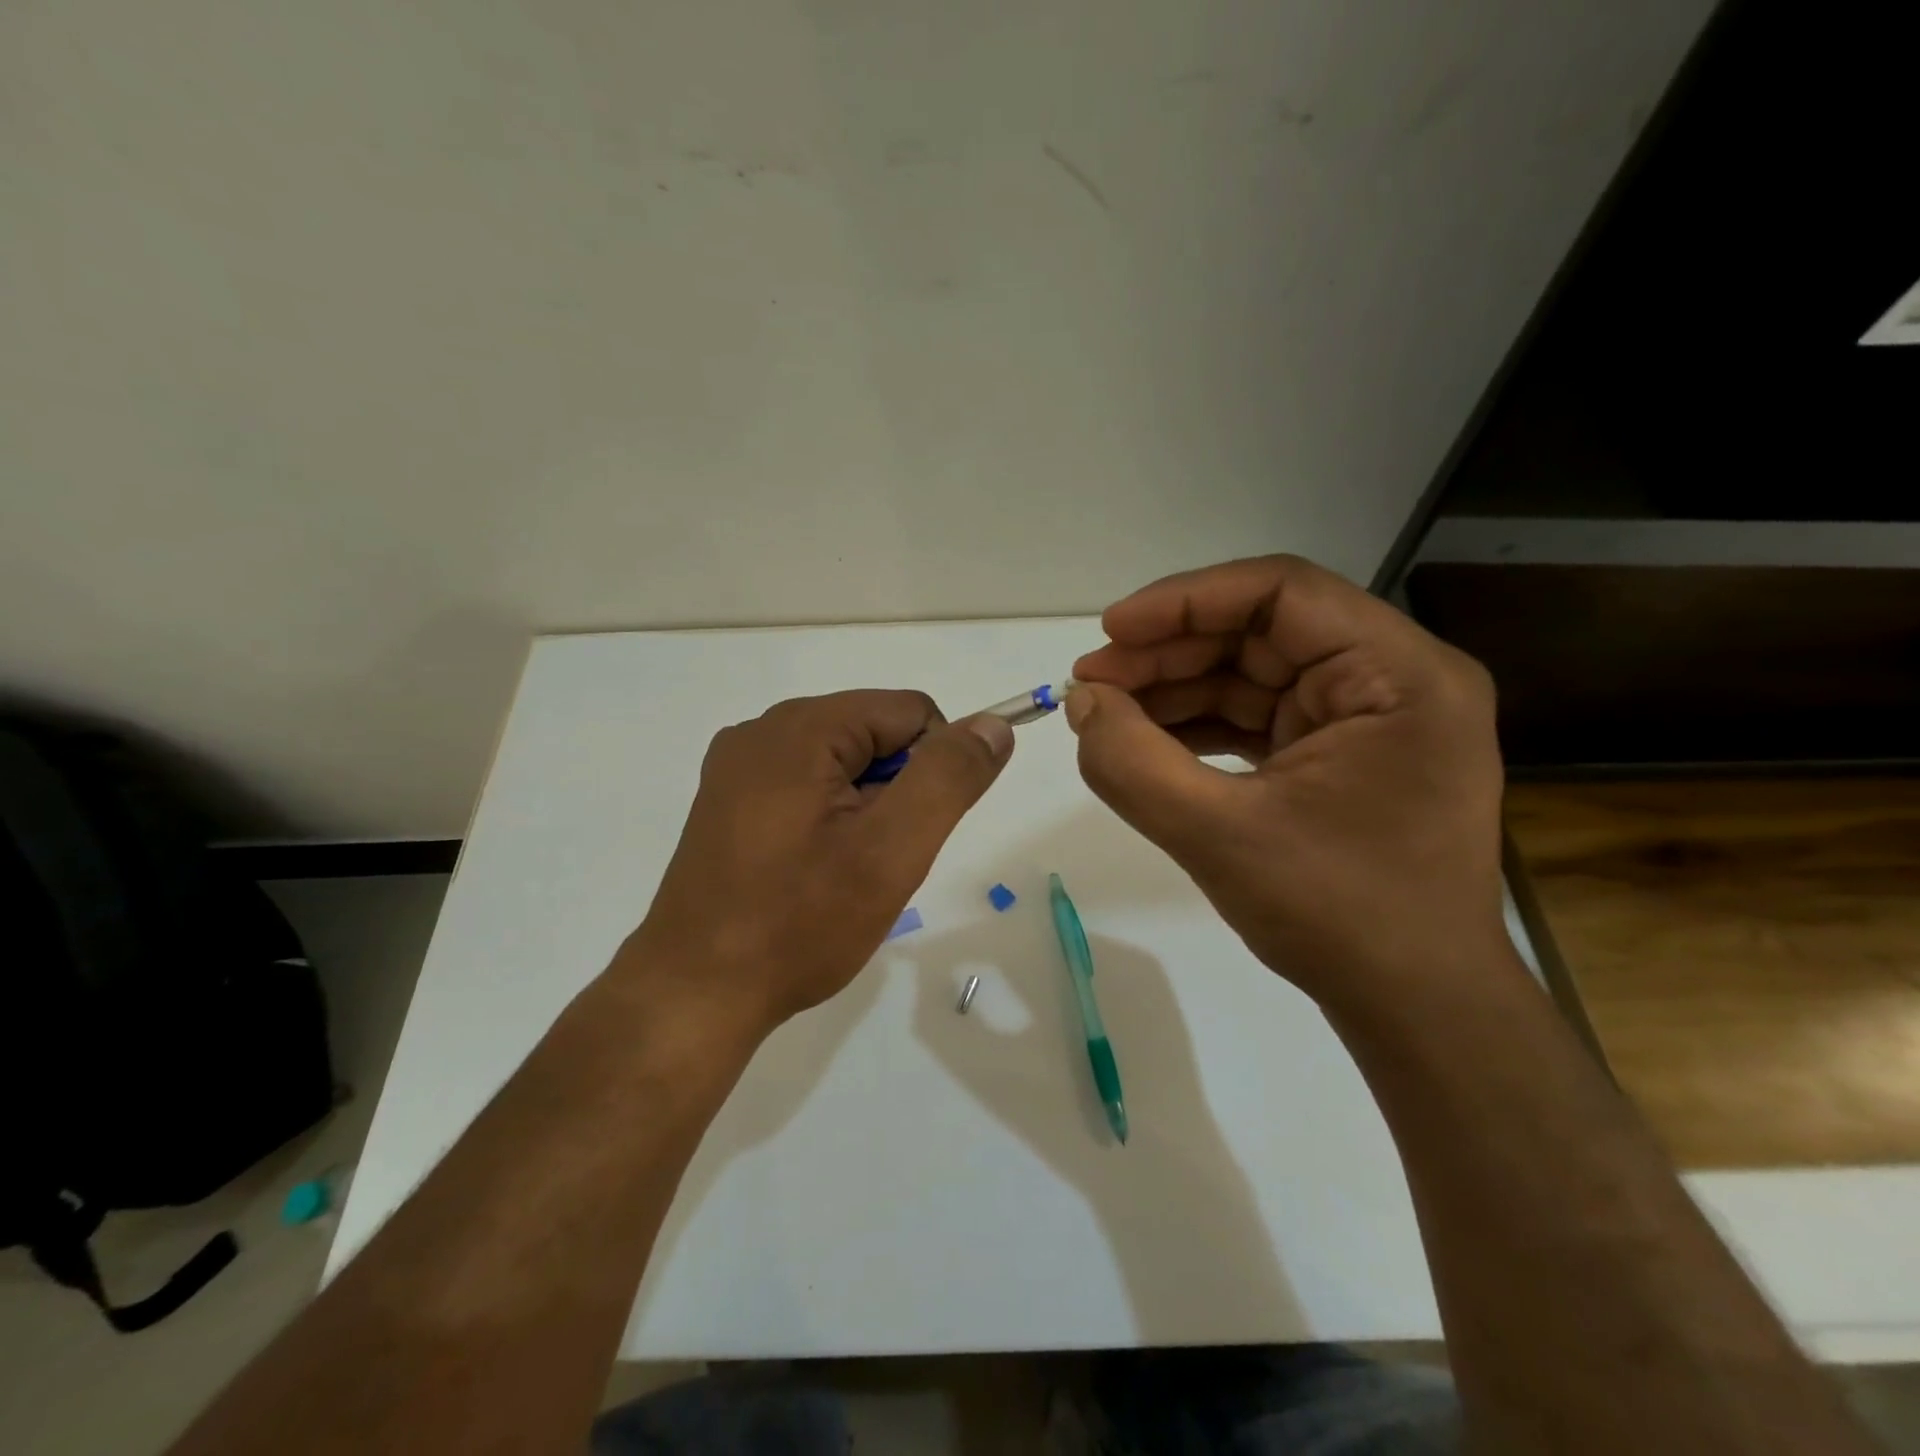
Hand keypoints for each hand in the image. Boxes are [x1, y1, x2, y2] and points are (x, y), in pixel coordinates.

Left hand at [622, 691, 1013, 1033]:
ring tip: (841, 871)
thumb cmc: (799, 922)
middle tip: (873, 861)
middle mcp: (762, 730)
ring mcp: (738, 766)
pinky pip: (807, 786)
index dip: (934, 769)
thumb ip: (949, 777)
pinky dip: (830, 819)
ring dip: (865, 809)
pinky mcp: (727, 801)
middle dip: (895, 792)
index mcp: (801, 727)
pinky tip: (812, 871)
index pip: (912, 712)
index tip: (911, 833)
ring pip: (844, 763)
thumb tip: (994, 724)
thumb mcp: (891, 850)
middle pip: (874, 734)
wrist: (696, 994)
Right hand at [1067, 556, 1506, 1012]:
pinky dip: (1201, 724)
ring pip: (1256, 673)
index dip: (1185, 602)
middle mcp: (1396, 680)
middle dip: (1170, 653)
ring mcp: (1372, 718)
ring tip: (1105, 712)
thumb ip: (1132, 763)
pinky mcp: (1346, 754)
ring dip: (1177, 689)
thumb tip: (1080, 703)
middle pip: (1263, 632)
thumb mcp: (1218, 835)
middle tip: (1092, 683)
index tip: (1111, 632)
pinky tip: (1146, 739)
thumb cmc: (1338, 917)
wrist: (1416, 1007)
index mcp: (1399, 675)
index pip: (1282, 592)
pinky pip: (1262, 716)